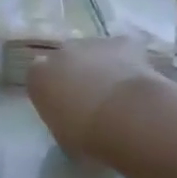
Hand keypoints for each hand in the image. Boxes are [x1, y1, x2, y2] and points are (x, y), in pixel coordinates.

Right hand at [27, 37, 157, 158]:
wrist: (125, 118)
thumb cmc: (87, 135)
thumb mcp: (62, 134)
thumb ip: (60, 117)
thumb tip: (71, 118)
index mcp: (38, 76)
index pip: (40, 78)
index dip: (54, 91)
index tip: (66, 108)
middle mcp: (60, 52)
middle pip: (66, 59)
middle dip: (77, 74)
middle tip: (92, 99)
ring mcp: (91, 43)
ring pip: (95, 52)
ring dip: (102, 67)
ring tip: (119, 93)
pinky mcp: (122, 42)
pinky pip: (123, 51)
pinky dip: (129, 62)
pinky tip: (138, 82)